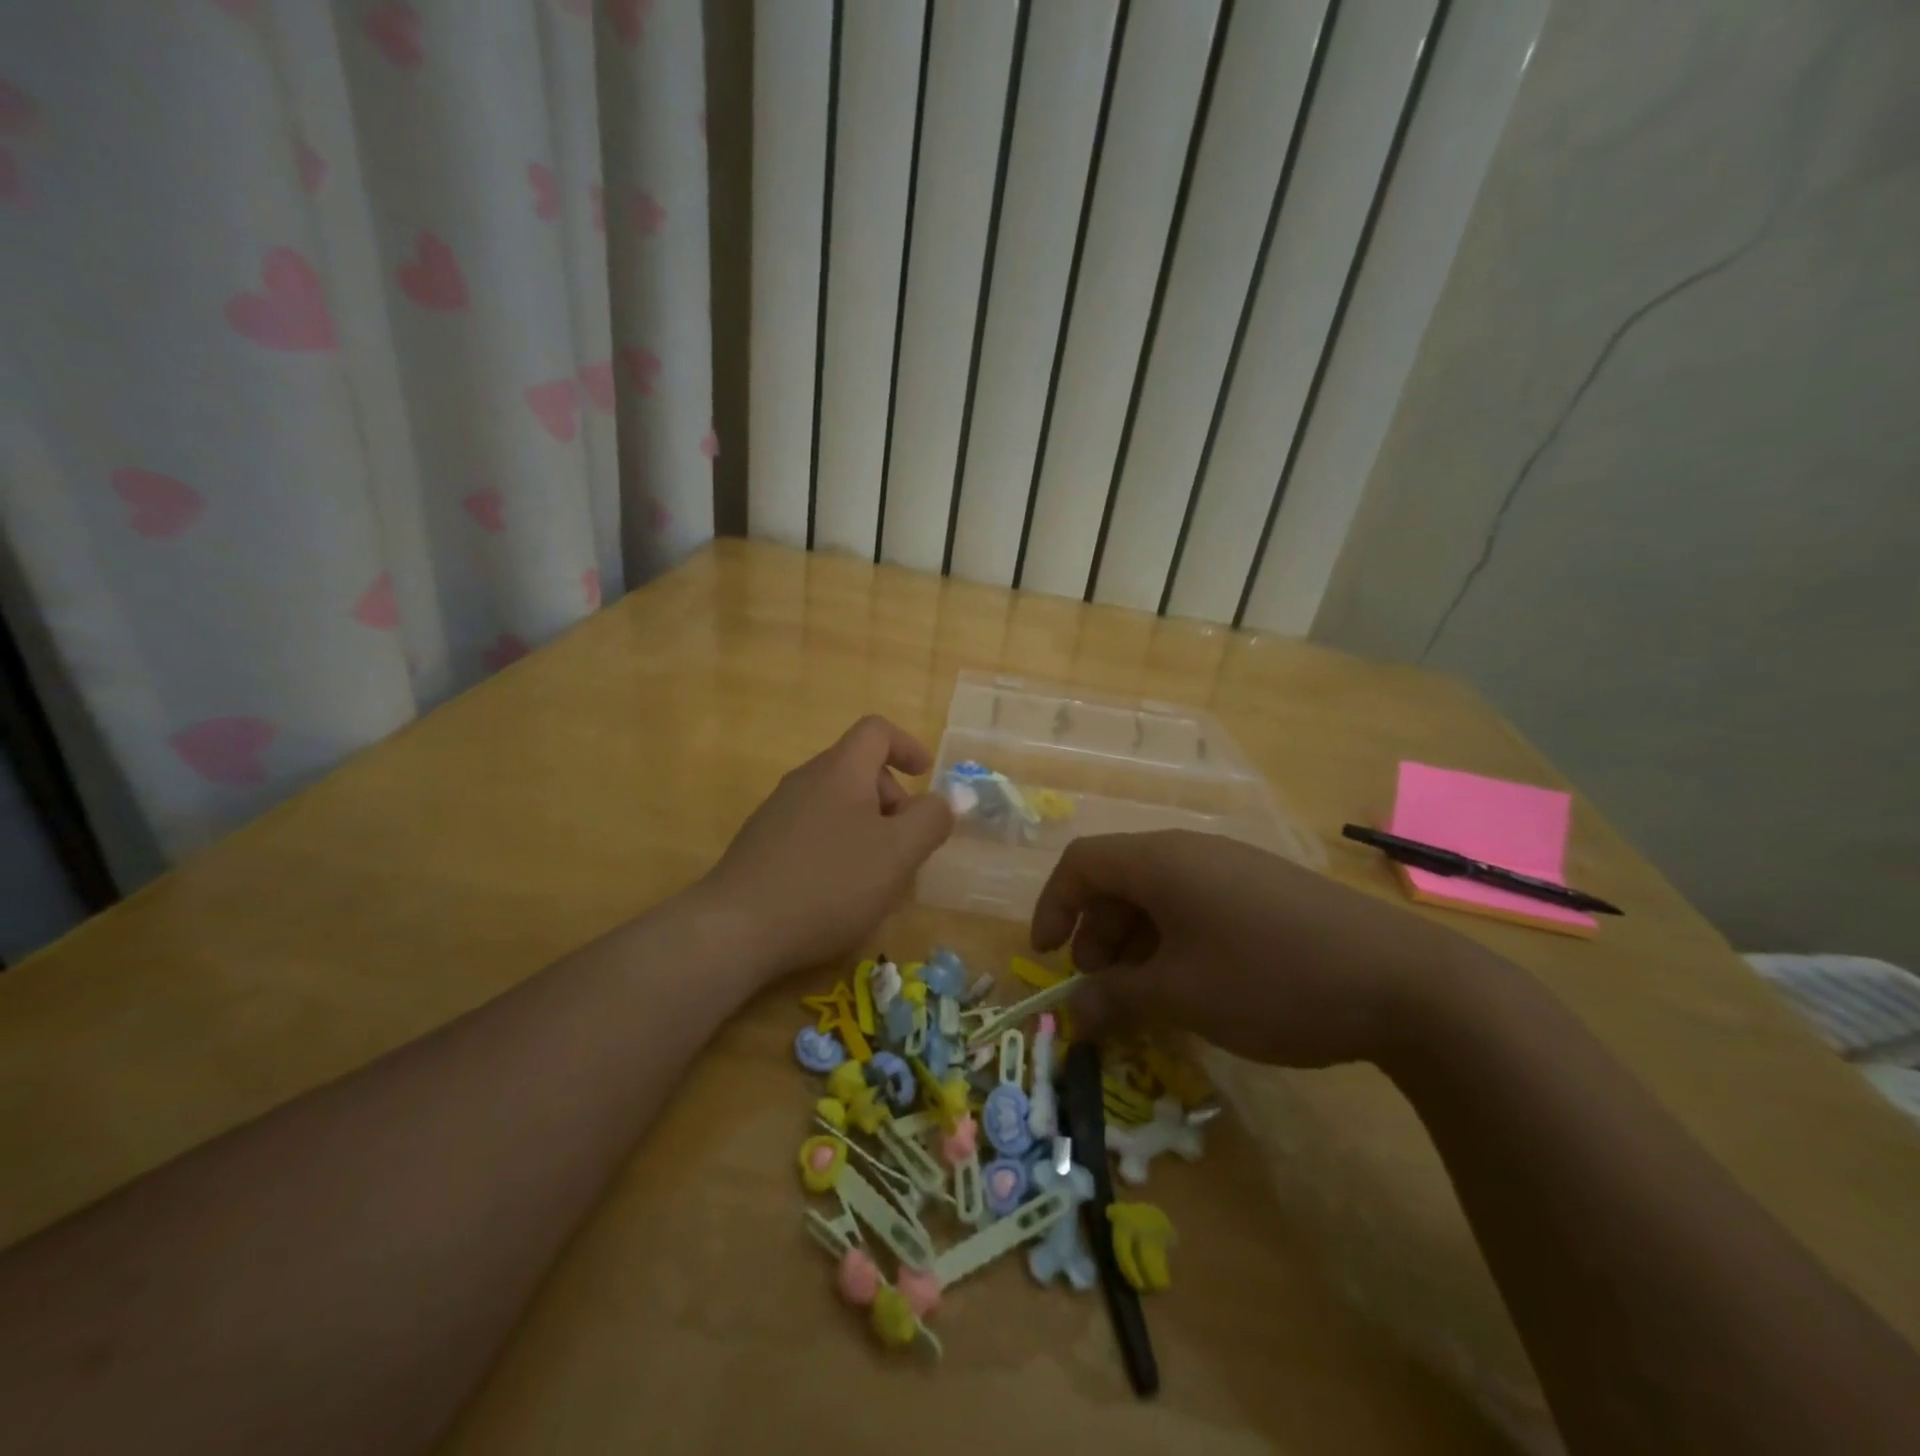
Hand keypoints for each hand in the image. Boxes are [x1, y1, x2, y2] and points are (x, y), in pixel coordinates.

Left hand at [699, 716, 953, 978]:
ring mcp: (777, 812)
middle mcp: (805, 780)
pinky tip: (837, 892)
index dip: (907, 746)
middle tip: (906, 845)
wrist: (736, 928)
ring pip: (835, 803)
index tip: (926, 777)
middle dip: (892, 799)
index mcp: (840, 771)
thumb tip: (945, 800)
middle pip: (858, 769)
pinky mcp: (760, 845)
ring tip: (877, 875)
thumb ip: (931, 820)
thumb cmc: (829, 883)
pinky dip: (837, 846)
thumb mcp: (898, 853)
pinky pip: (812, 830)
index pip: (876, 731)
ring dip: (866, 827)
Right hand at [1030, 830, 1493, 1068]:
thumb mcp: (1181, 995)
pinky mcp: (1265, 891)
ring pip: (1158, 896)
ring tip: (1146, 997)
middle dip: (1095, 934)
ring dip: (1135, 943)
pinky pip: (1196, 906)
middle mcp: (1191, 852)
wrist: (1404, 984)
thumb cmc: (1270, 980)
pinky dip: (1175, 942)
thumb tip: (1072, 1014)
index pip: (1081, 862)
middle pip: (1118, 879)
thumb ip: (1115, 999)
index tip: (1048, 957)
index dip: (1053, 906)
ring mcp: (1233, 869)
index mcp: (1161, 861)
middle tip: (1102, 990)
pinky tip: (1194, 986)